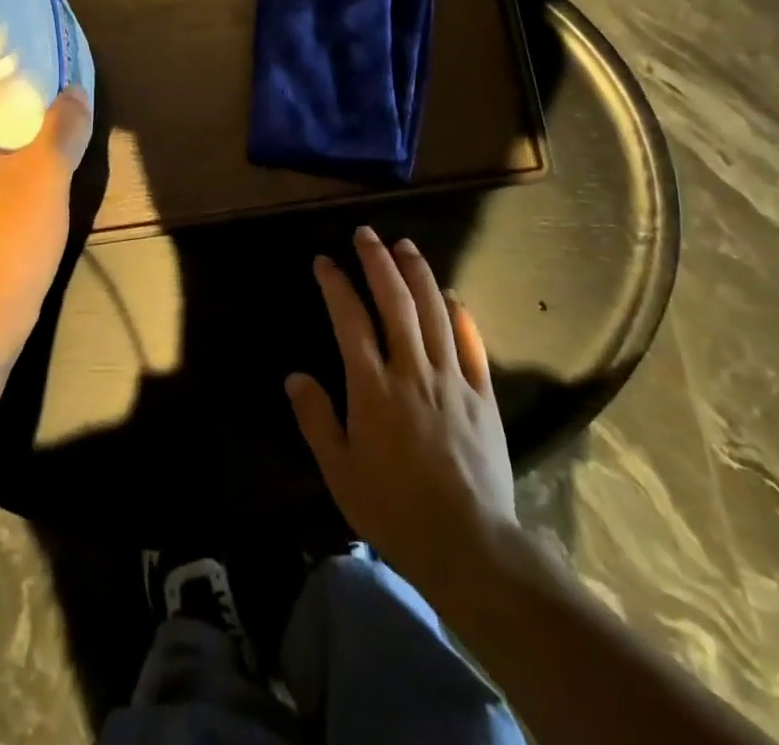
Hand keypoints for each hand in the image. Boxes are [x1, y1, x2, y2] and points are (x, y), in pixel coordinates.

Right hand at [286, 226, 516, 587]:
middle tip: (366, 233)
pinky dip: (461, 314)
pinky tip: (451, 295)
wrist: (469, 545)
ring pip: (434, 311)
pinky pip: (473, 344)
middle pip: (395, 301)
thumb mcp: (340, 473)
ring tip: (405, 245)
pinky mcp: (483, 395)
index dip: (335, 284)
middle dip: (378, 261)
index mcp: (373, 388)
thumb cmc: (394, 510)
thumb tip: (295, 376)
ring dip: (418, 273)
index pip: (350, 319)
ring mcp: (453, 379)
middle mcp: (412, 370)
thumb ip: (316, 419)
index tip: (324, 261)